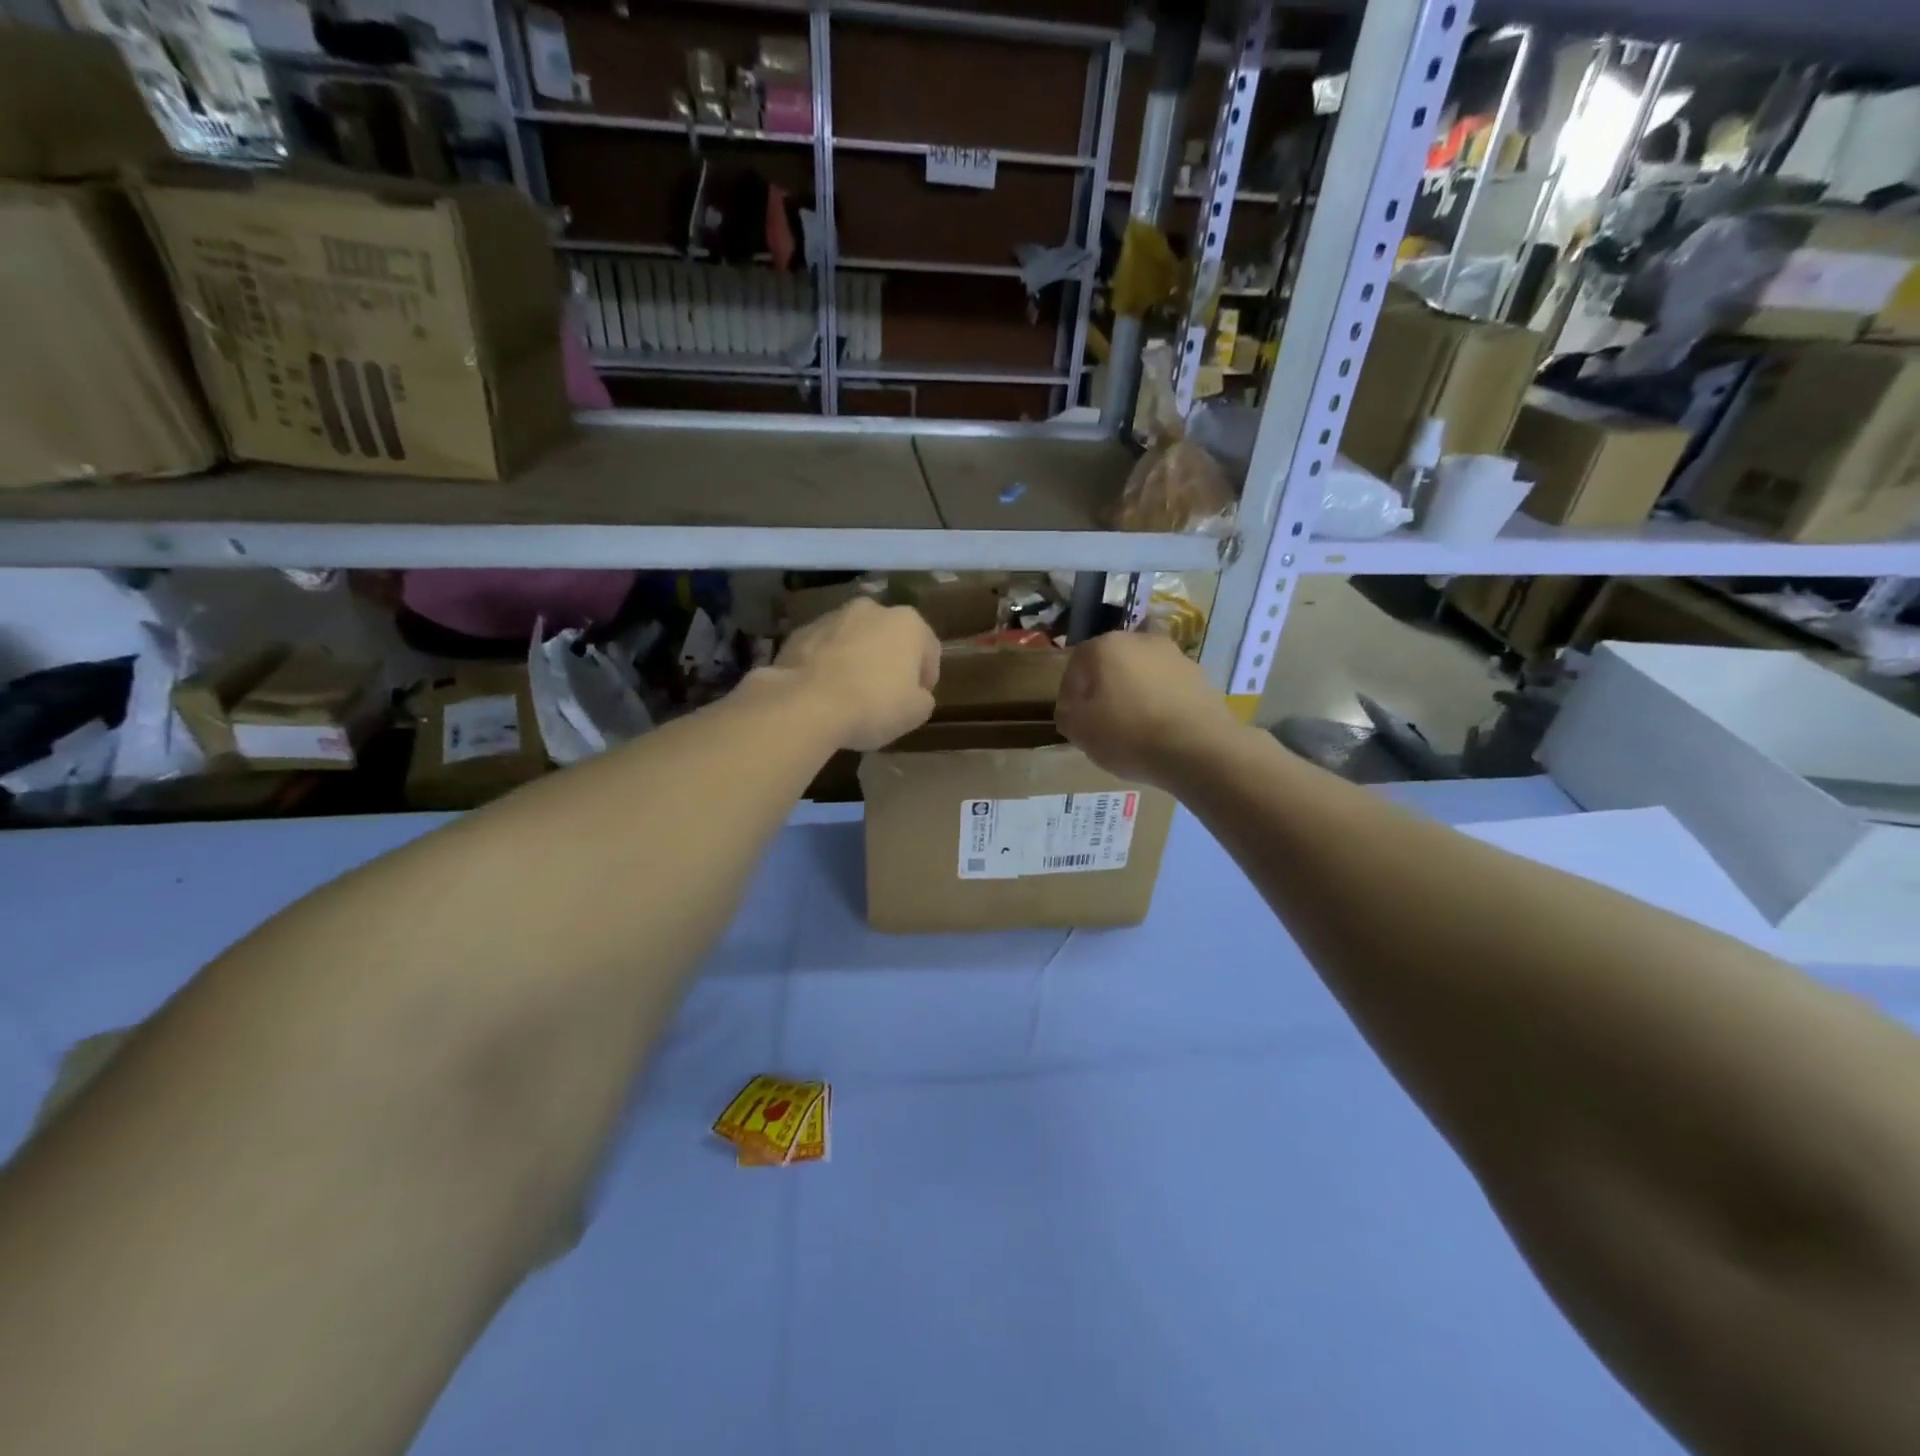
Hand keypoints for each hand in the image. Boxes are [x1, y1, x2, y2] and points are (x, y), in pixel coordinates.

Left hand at [772, 597, 939, 750]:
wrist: (807, 704)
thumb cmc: (874, 704)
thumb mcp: (916, 712)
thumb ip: (922, 697)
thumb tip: (915, 694)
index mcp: (908, 622)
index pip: (928, 648)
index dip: (927, 675)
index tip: (919, 697)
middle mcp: (871, 609)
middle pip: (889, 636)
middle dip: (889, 660)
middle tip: (886, 693)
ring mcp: (832, 617)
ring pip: (854, 639)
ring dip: (857, 658)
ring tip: (850, 693)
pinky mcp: (800, 632)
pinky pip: (823, 649)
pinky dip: (827, 664)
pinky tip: (824, 691)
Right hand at [1055, 632, 1240, 786]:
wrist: (1199, 749)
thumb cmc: (1128, 734)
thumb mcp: (1080, 731)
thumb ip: (1066, 715)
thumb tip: (1072, 710)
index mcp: (1105, 646)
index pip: (1075, 665)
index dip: (1069, 695)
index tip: (1073, 721)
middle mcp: (1140, 639)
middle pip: (1110, 665)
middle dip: (1103, 690)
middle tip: (1100, 723)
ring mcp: (1175, 656)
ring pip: (1141, 675)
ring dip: (1133, 695)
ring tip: (1132, 730)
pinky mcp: (1200, 677)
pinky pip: (1167, 689)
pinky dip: (1159, 704)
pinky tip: (1159, 731)